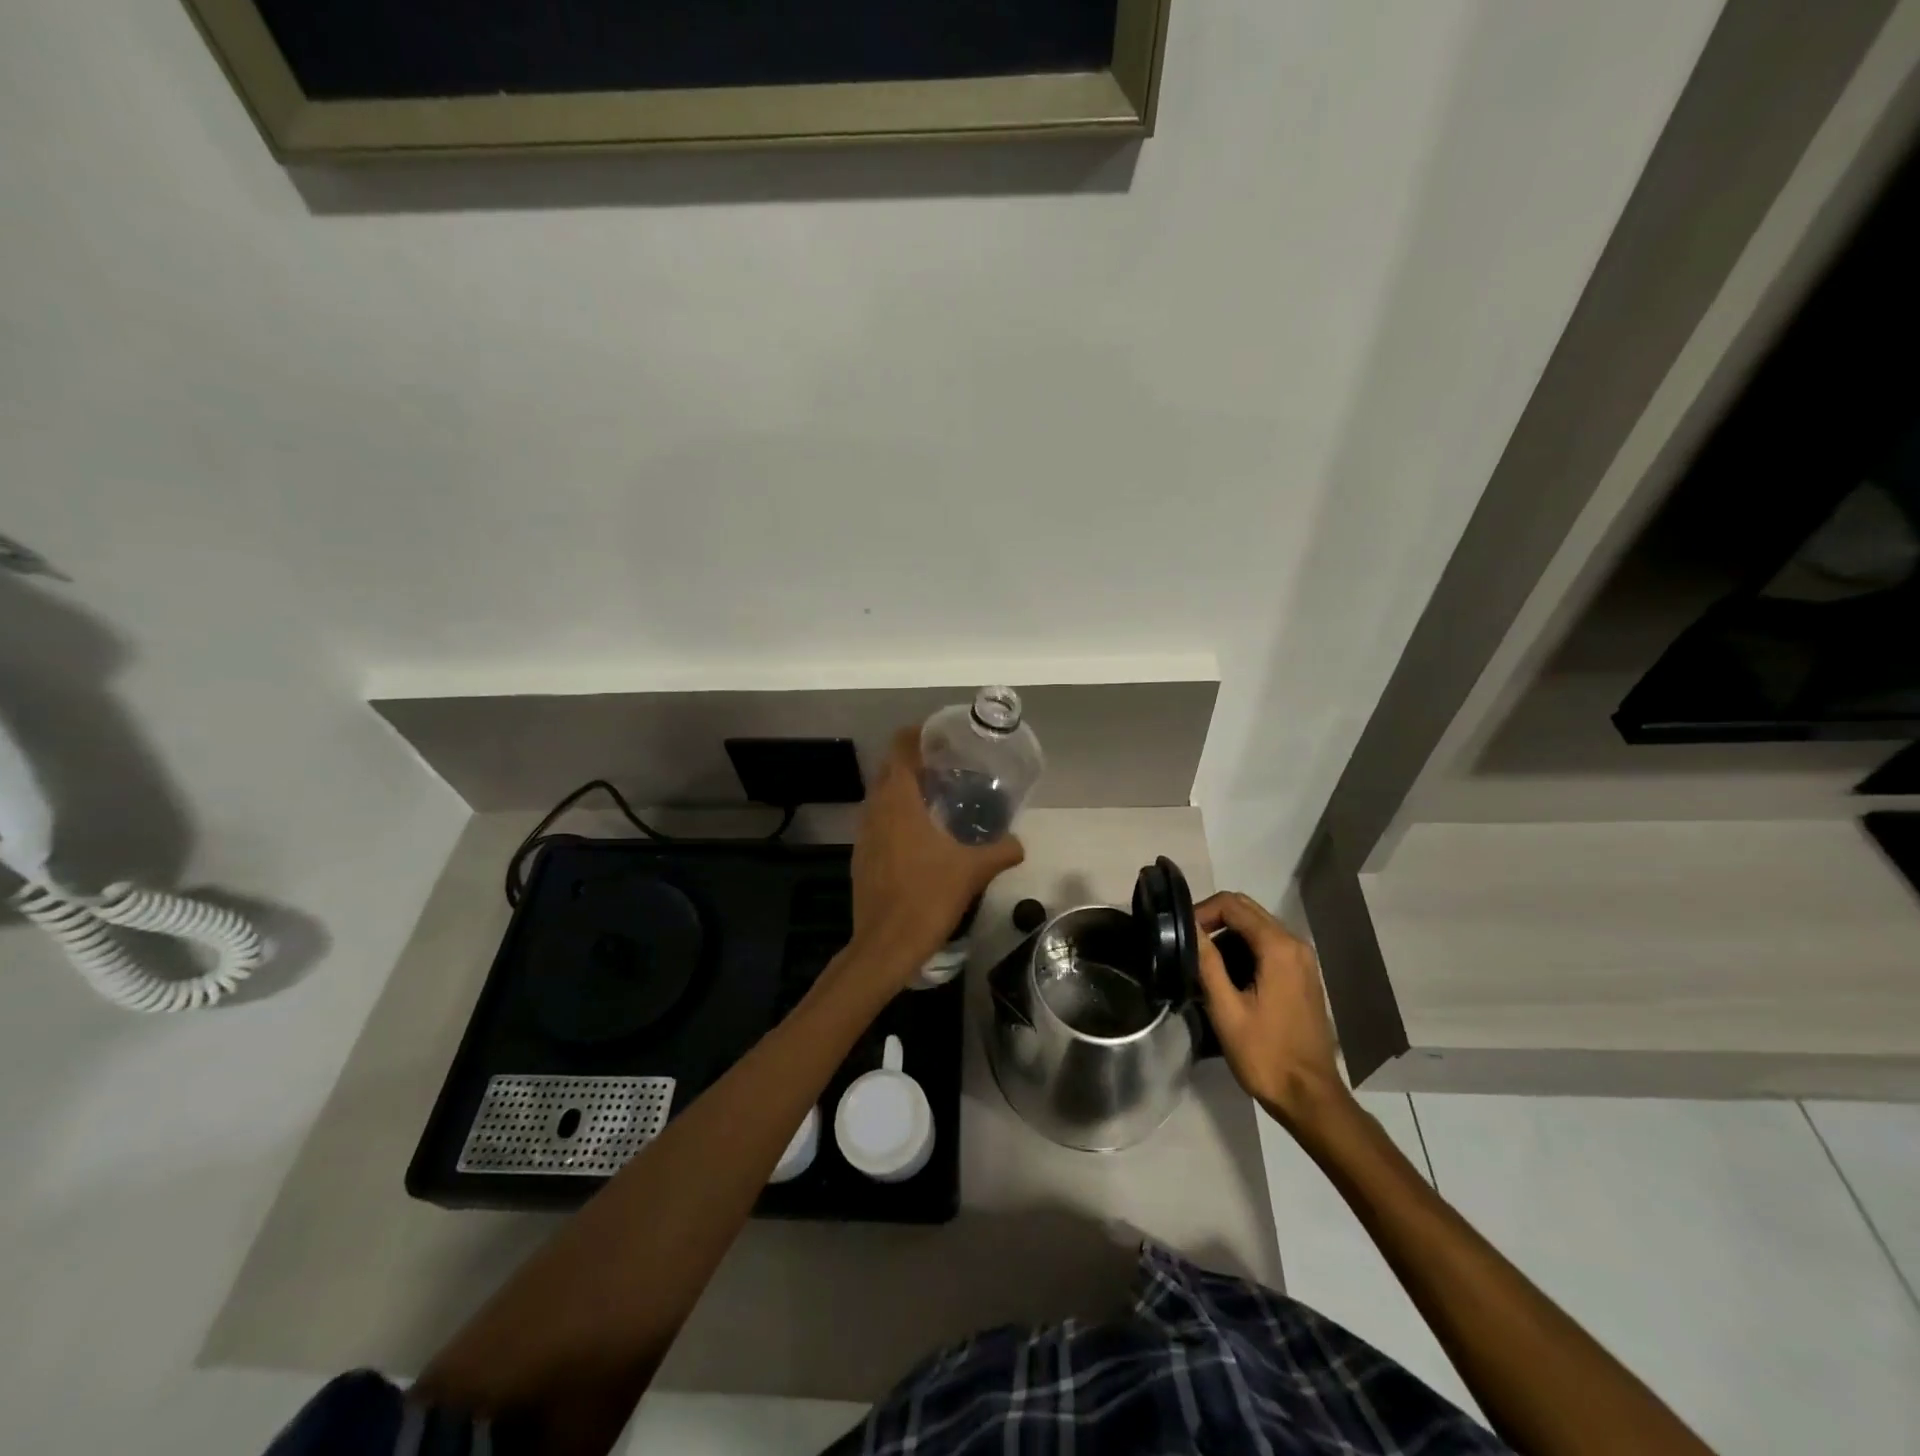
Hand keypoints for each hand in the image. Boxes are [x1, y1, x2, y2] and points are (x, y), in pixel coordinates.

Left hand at [847, 728, 1023, 987]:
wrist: (886, 945)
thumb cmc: (928, 897)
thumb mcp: (973, 871)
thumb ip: (1000, 851)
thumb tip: (1019, 843)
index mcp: (898, 802)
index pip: (900, 749)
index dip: (916, 735)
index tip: (939, 735)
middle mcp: (875, 810)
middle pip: (889, 771)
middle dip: (913, 763)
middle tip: (946, 767)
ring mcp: (863, 835)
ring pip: (881, 798)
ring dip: (903, 792)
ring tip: (936, 799)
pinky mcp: (861, 858)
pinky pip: (878, 823)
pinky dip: (896, 818)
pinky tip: (920, 837)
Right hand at [1194, 892, 1350, 1129]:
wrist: (1309, 1095)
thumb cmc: (1265, 1054)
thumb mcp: (1226, 1010)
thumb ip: (1207, 963)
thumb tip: (1188, 927)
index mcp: (1278, 948)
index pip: (1232, 905)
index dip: (1201, 911)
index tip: (1180, 934)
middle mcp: (1295, 944)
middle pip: (1246, 909)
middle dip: (1213, 918)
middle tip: (1187, 943)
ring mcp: (1303, 959)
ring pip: (1257, 926)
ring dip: (1227, 933)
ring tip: (1201, 959)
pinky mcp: (1303, 974)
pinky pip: (1269, 944)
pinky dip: (1244, 946)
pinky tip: (1226, 973)